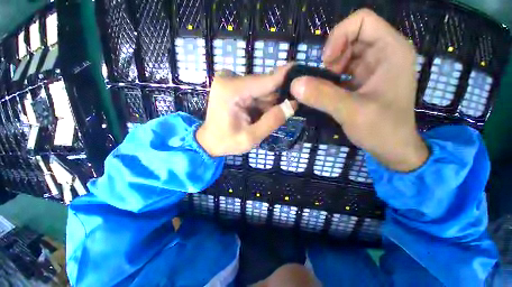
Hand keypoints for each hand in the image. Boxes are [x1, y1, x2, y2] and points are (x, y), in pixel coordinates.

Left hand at [197, 68, 296, 156]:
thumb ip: (272, 121)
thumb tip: (293, 105)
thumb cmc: (227, 142)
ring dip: (268, 103)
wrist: (209, 141)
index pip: (265, 80)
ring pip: (261, 89)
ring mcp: (230, 80)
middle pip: (264, 85)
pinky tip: (259, 114)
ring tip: (265, 118)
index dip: (285, 77)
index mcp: (231, 90)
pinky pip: (255, 92)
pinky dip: (261, 103)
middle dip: (276, 99)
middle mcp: (230, 78)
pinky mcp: (233, 85)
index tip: (303, 70)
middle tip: (284, 112)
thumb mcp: (251, 137)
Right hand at [290, 9, 427, 171]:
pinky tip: (328, 93)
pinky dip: (330, 78)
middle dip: (332, 56)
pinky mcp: (364, 80)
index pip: (361, 21)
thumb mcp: (351, 112)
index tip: (326, 63)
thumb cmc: (382, 129)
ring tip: (326, 89)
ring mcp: (374, 67)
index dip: (339, 36)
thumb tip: (294, 84)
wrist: (393, 148)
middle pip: (350, 36)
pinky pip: (343, 69)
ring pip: (344, 53)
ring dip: (329, 69)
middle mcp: (384, 53)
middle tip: (325, 80)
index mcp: (391, 50)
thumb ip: (322, 96)